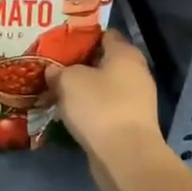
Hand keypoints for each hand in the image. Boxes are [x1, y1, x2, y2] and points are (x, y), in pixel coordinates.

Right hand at [43, 30, 163, 162]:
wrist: (125, 156)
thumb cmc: (99, 107)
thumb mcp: (68, 81)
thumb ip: (59, 71)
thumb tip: (54, 71)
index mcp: (125, 53)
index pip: (104, 34)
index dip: (81, 36)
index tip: (59, 42)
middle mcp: (136, 72)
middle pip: (104, 61)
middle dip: (80, 64)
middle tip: (54, 66)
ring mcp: (137, 100)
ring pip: (104, 87)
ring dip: (84, 89)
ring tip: (57, 90)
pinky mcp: (132, 124)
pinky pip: (107, 108)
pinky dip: (91, 109)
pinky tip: (71, 113)